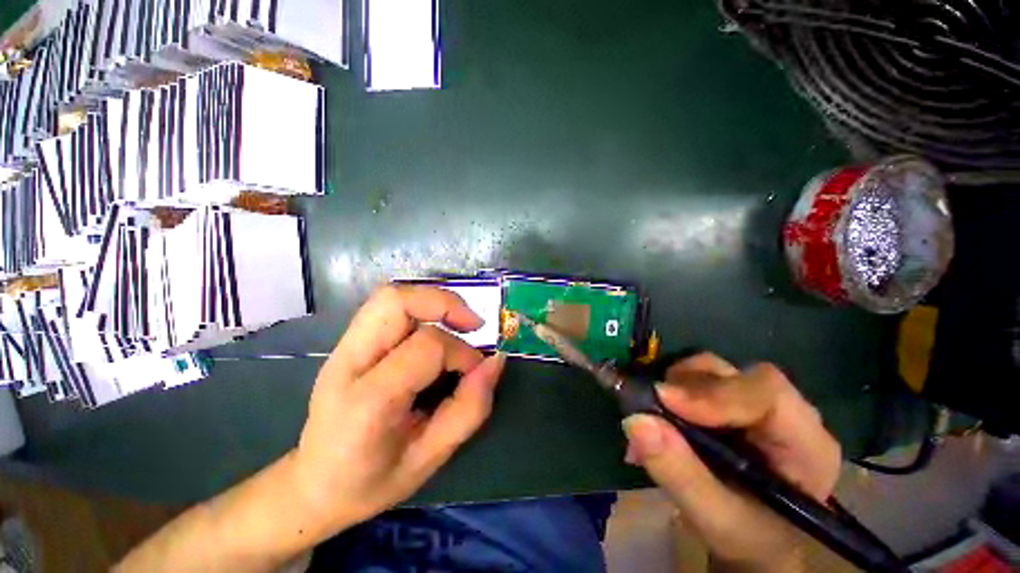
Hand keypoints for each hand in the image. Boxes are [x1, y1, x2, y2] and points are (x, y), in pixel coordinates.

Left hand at [292, 285, 504, 535]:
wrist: (313, 486)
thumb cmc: (371, 481)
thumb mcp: (430, 458)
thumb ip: (469, 408)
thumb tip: (496, 362)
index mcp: (367, 401)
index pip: (427, 347)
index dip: (462, 353)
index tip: (477, 371)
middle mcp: (348, 362)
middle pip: (396, 301)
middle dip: (445, 303)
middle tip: (473, 325)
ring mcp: (343, 348)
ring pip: (391, 296)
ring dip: (433, 302)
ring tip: (458, 324)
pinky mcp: (348, 343)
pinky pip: (388, 308)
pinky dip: (420, 308)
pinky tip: (435, 330)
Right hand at [622, 353, 841, 571]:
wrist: (755, 540)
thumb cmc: (750, 538)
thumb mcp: (716, 520)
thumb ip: (680, 474)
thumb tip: (636, 421)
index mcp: (806, 444)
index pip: (766, 393)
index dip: (713, 391)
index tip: (664, 400)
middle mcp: (786, 412)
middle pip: (733, 374)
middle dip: (686, 386)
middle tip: (651, 408)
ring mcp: (756, 402)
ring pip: (710, 370)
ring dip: (674, 387)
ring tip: (653, 419)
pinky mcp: (730, 400)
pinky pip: (695, 380)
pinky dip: (669, 392)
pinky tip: (657, 417)